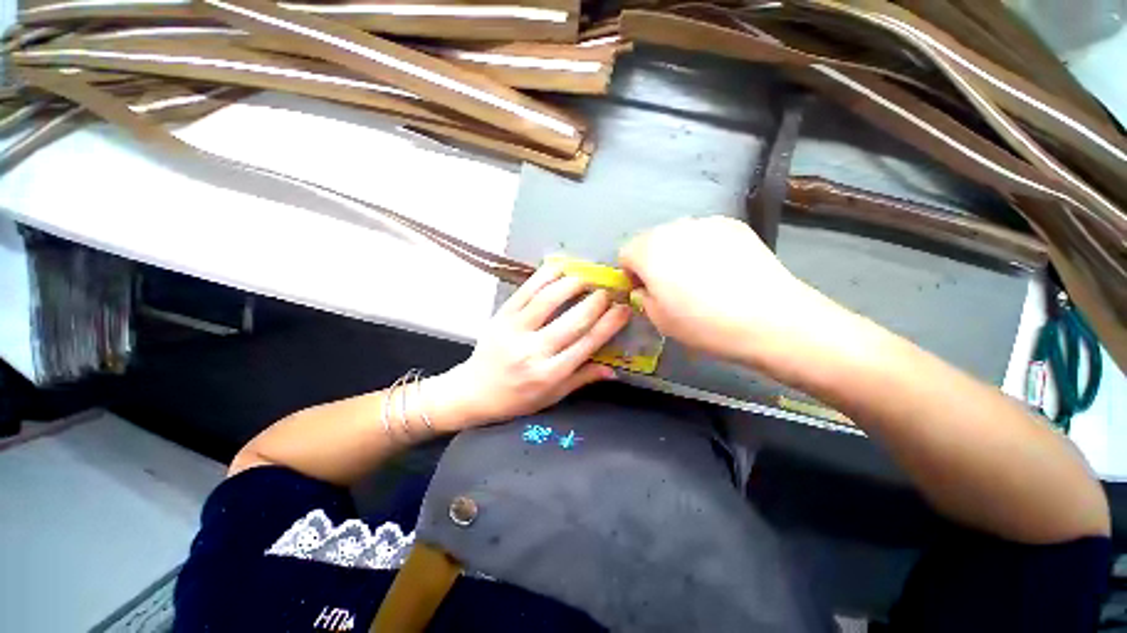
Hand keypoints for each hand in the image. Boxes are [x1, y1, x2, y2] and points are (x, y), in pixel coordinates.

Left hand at [430, 263, 630, 430]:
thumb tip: (614, 371)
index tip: (624, 309)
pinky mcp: (501, 316)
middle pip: (572, 321)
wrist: (474, 392)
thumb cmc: (517, 399)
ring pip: (548, 300)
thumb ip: (582, 379)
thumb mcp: (552, 396)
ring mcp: (515, 330)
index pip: (586, 345)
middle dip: (595, 302)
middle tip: (609, 290)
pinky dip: (544, 276)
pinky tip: (559, 268)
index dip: (609, 325)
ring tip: (587, 277)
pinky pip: (525, 292)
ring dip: (571, 284)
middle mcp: (534, 351)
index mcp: (549, 374)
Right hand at [619, 216, 832, 367]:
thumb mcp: (660, 320)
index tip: (645, 291)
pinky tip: (722, 270)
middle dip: (653, 261)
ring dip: (678, 252)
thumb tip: (643, 290)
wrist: (769, 318)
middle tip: (671, 287)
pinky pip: (705, 233)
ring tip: (699, 278)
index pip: (625, 253)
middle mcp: (673, 228)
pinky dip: (704, 247)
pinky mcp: (733, 225)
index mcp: (649, 251)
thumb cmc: (704, 324)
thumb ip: (643, 299)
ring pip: (678, 235)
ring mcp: (706, 222)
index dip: (631, 274)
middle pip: (650, 241)